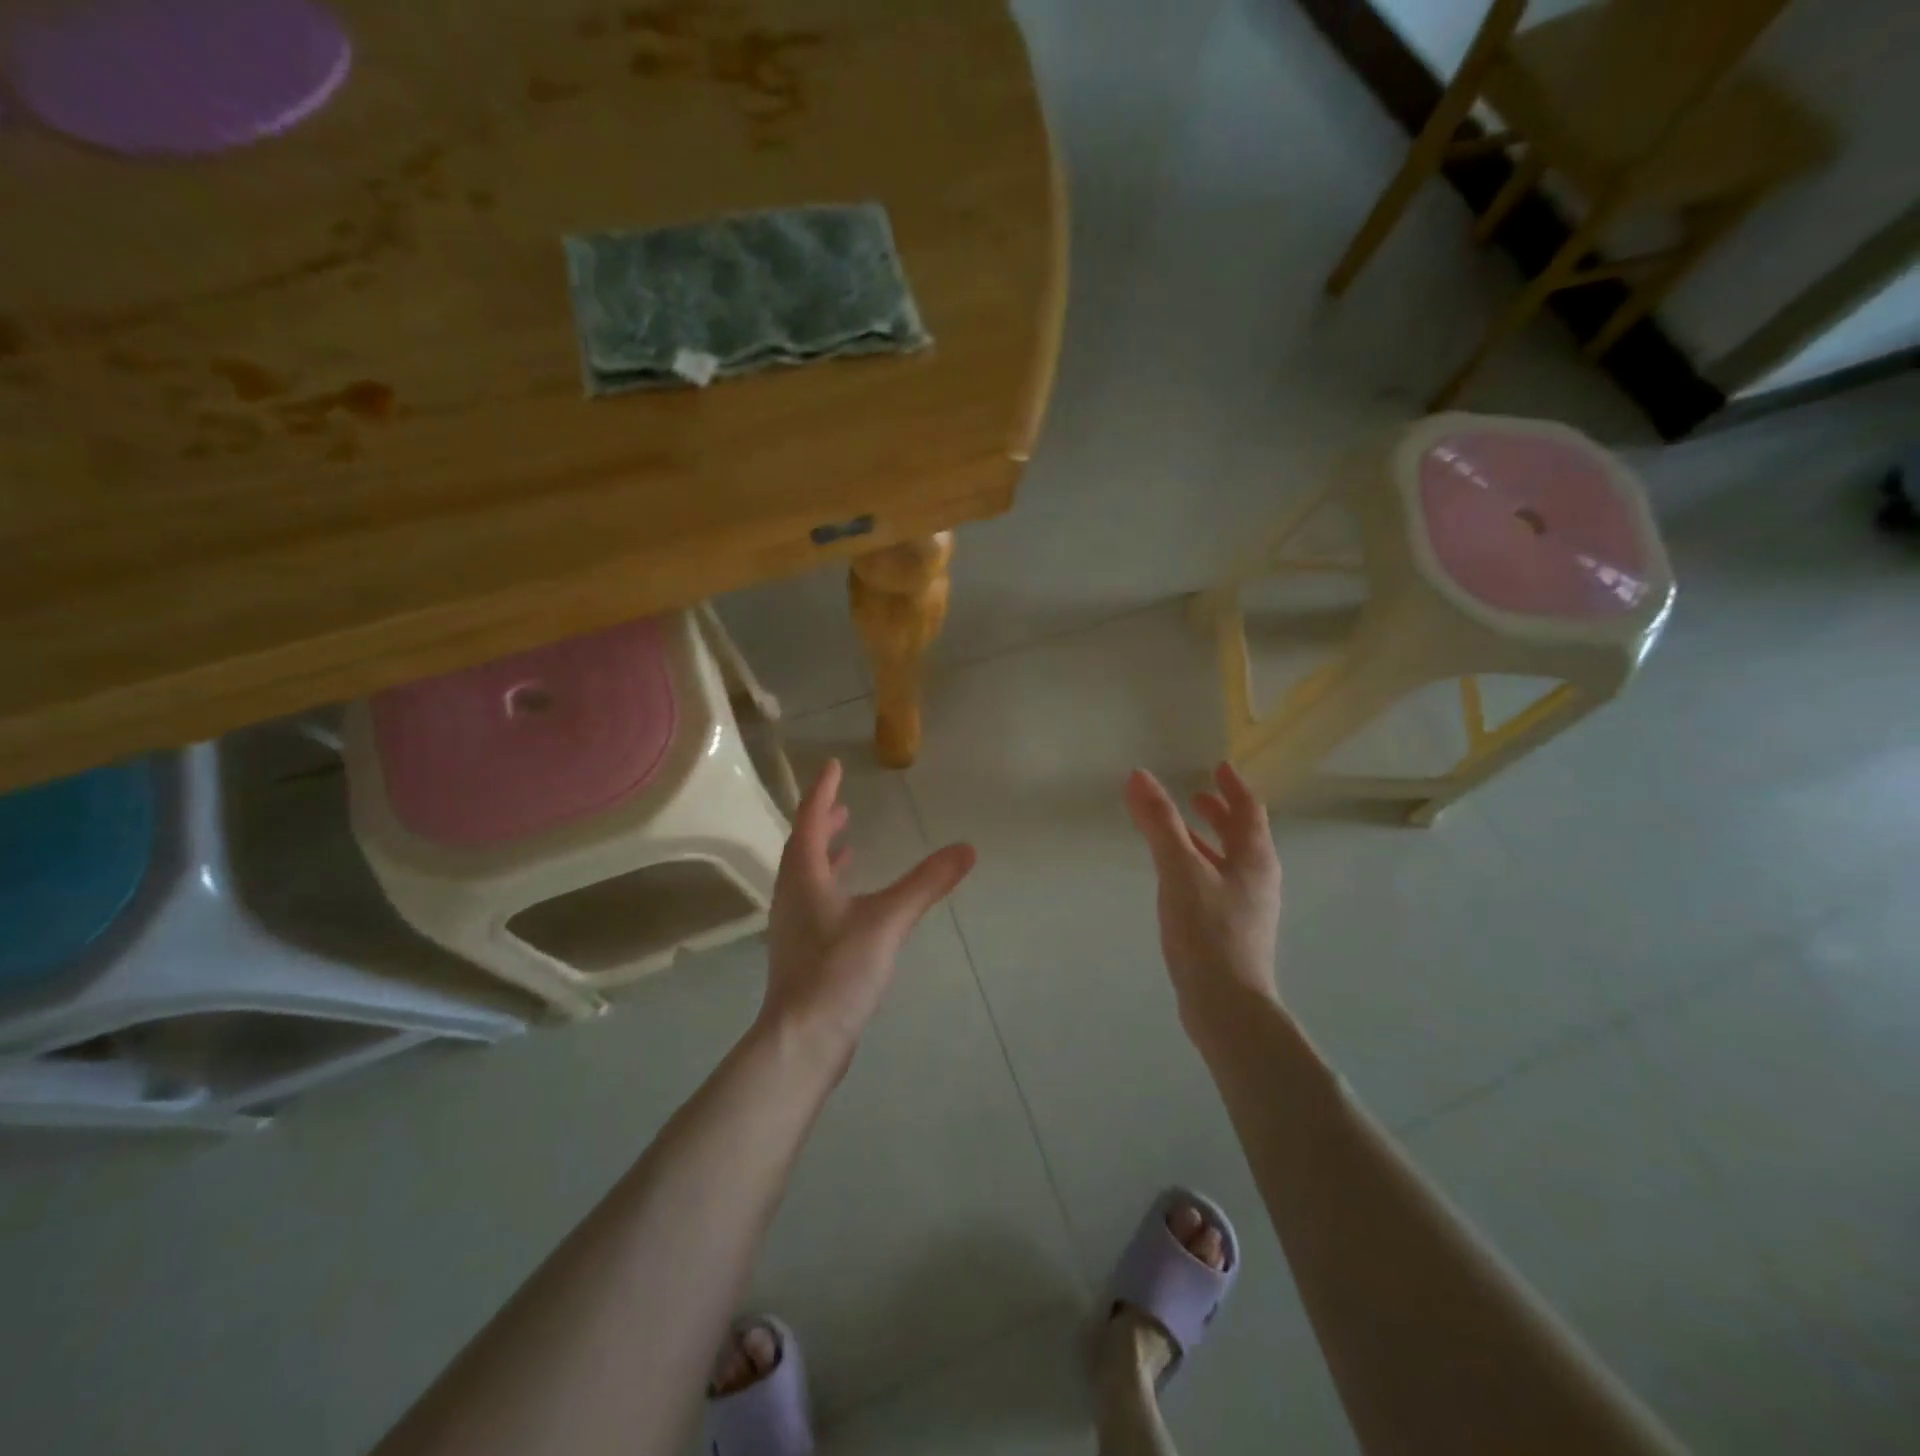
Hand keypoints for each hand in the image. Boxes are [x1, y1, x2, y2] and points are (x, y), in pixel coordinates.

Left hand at [760, 759, 976, 1068]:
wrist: (803, 1040)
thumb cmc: (838, 970)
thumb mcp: (888, 921)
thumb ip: (927, 883)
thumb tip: (967, 849)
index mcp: (804, 876)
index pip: (810, 820)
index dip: (822, 791)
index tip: (832, 766)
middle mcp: (792, 894)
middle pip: (804, 846)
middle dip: (823, 822)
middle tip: (843, 805)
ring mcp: (794, 925)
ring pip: (807, 876)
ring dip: (826, 854)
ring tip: (850, 843)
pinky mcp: (804, 951)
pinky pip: (815, 901)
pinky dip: (832, 885)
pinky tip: (854, 900)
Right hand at [1124, 763, 1282, 1031]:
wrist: (1227, 1007)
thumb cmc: (1208, 932)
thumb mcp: (1180, 870)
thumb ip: (1159, 823)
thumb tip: (1138, 776)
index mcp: (1255, 859)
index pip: (1249, 810)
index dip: (1234, 786)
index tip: (1220, 766)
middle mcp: (1257, 879)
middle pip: (1242, 835)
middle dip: (1220, 812)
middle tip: (1198, 794)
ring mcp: (1246, 908)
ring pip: (1228, 861)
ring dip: (1208, 840)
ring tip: (1181, 831)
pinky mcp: (1231, 931)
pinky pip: (1215, 883)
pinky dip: (1198, 866)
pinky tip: (1176, 878)